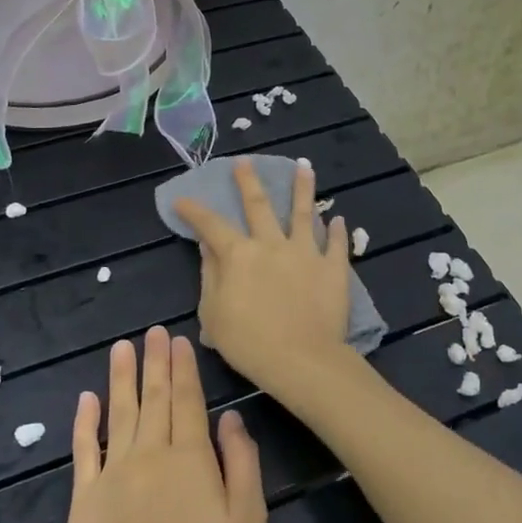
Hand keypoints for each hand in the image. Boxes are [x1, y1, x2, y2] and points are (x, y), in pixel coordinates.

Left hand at [66, 328, 266, 522]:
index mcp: (190, 458)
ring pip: (118, 413)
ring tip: (122, 348)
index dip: (183, 368)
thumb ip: (242, 464)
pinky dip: (84, 421)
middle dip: (154, 362)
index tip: (178, 341)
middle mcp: (150, 455)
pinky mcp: (83, 500)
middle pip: (153, 398)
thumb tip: (230, 418)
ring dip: (120, 377)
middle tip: (152, 332)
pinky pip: (83, 450)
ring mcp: (112, 475)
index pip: (187, 400)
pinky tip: (86, 398)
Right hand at [174, 158, 353, 397]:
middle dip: (248, 181)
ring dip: (302, 188)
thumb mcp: (213, 314)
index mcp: (238, 255)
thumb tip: (206, 245)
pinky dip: (337, 231)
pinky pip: (336, 244)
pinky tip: (339, 218)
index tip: (182, 199)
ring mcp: (305, 252)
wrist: (302, 360)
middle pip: (258, 205)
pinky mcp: (333, 267)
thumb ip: (210, 275)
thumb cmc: (249, 343)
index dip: (194, 210)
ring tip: (304, 167)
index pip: (211, 225)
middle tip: (244, 162)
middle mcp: (271, 244)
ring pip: (303, 212)